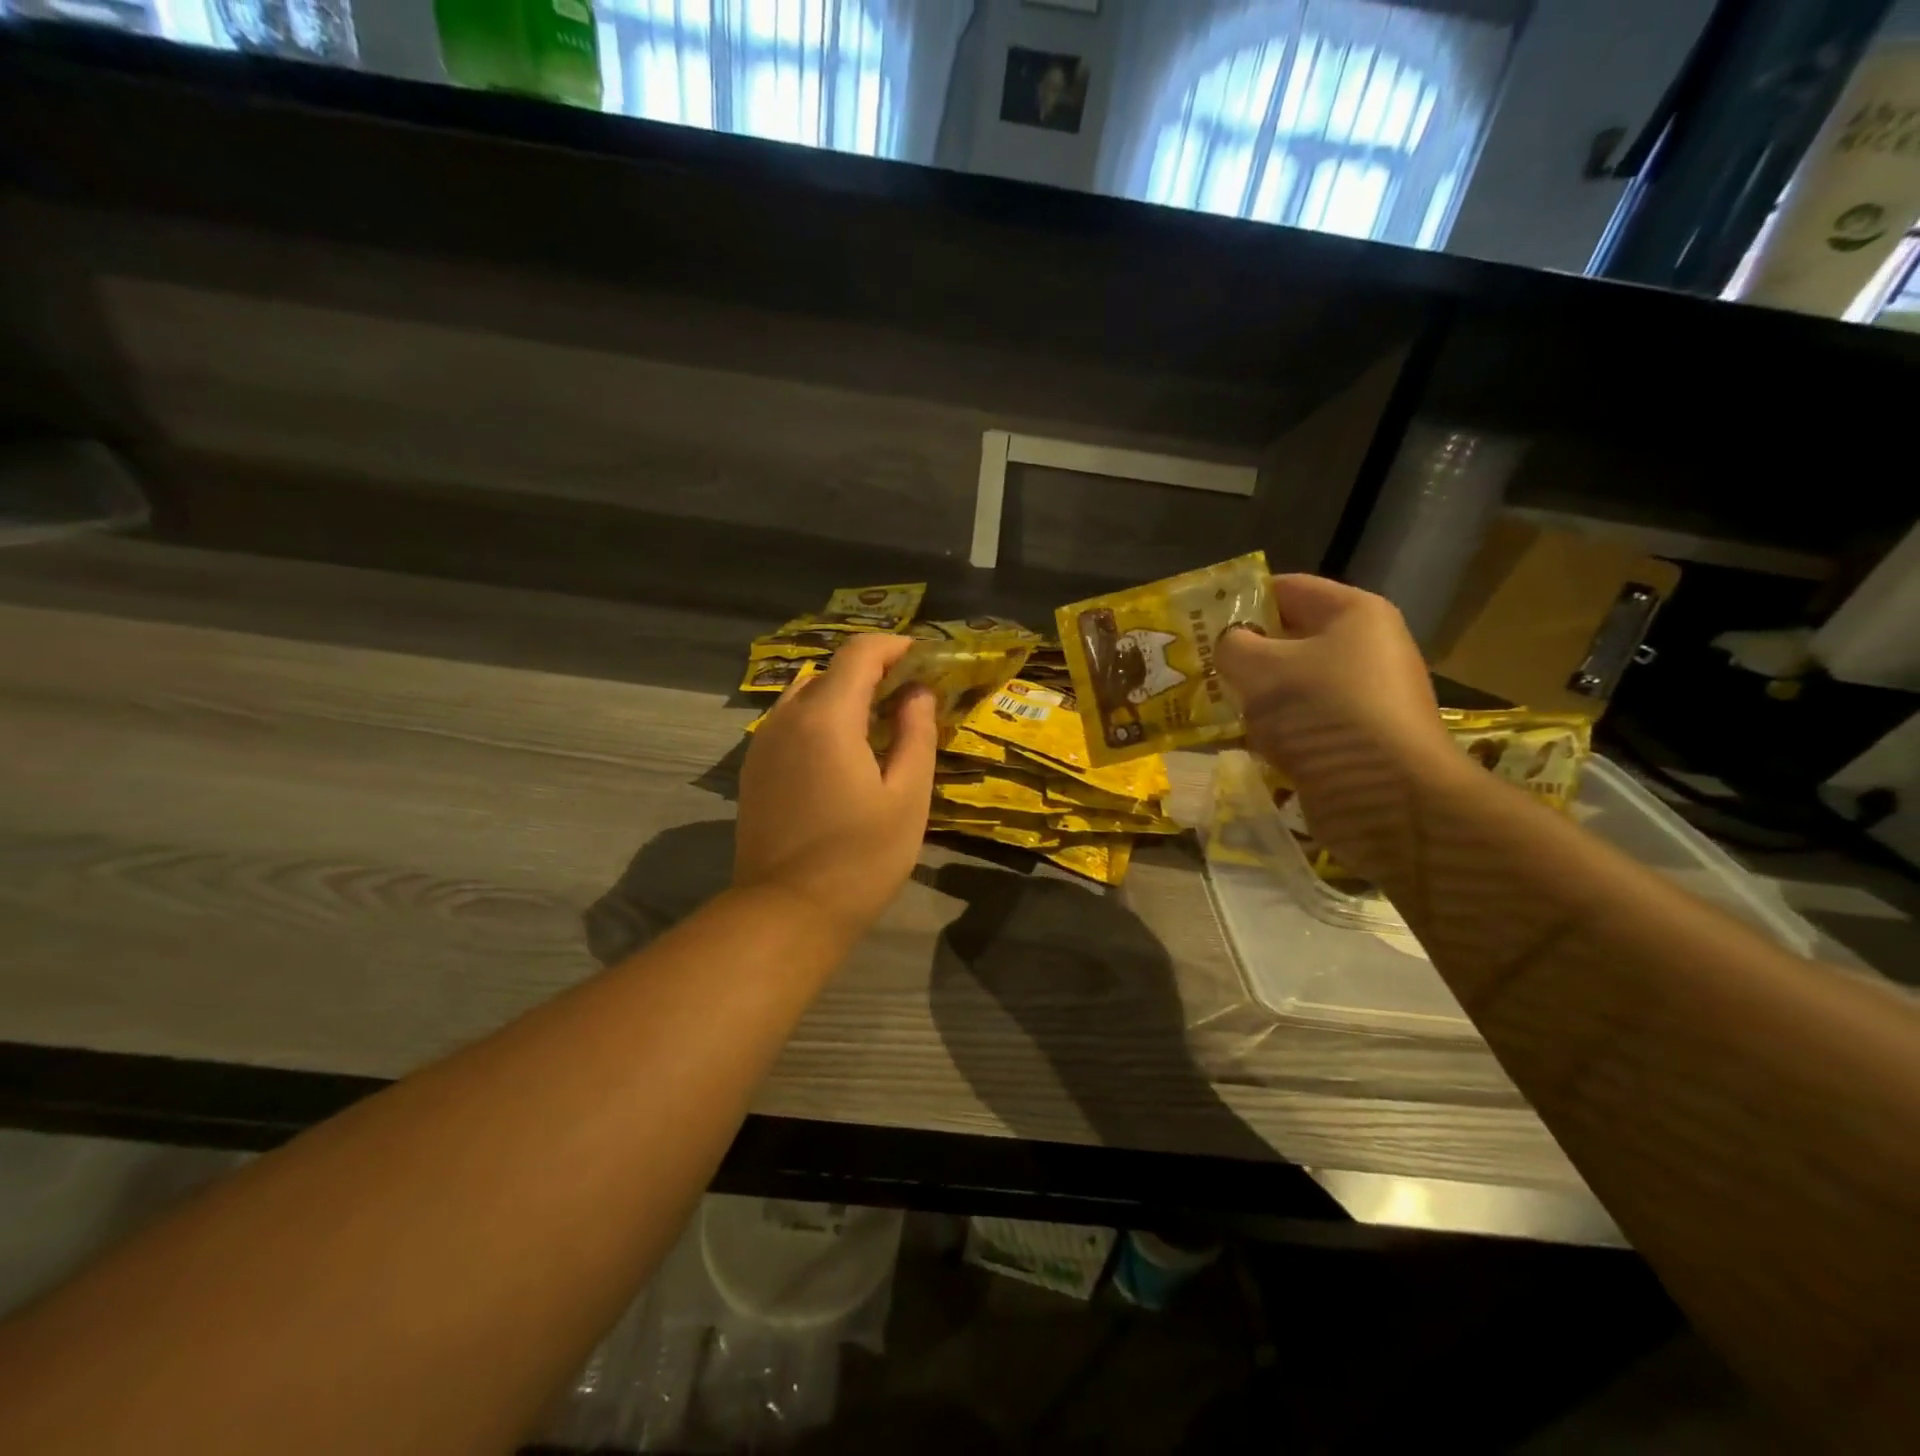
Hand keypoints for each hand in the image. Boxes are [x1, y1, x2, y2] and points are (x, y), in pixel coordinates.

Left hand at [733, 633, 937, 942]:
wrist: (786, 913)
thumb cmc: (860, 858)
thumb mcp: (907, 797)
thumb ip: (916, 734)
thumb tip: (918, 692)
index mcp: (826, 718)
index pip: (859, 653)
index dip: (895, 647)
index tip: (925, 661)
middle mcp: (786, 718)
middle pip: (831, 670)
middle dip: (873, 671)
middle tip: (910, 696)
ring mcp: (763, 743)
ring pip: (807, 695)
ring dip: (845, 695)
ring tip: (880, 723)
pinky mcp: (755, 768)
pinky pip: (790, 722)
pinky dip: (821, 718)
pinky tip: (844, 752)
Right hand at [1216, 575, 1460, 881]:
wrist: (1389, 799)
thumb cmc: (1324, 714)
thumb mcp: (1260, 669)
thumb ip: (1232, 646)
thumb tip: (1229, 646)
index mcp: (1354, 614)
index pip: (1286, 589)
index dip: (1239, 600)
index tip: (1197, 621)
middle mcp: (1366, 649)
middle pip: (1289, 640)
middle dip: (1242, 654)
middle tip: (1195, 668)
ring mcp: (1365, 699)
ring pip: (1293, 687)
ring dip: (1254, 698)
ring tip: (1207, 708)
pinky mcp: (1358, 742)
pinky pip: (1303, 725)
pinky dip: (1273, 731)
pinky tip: (1239, 743)